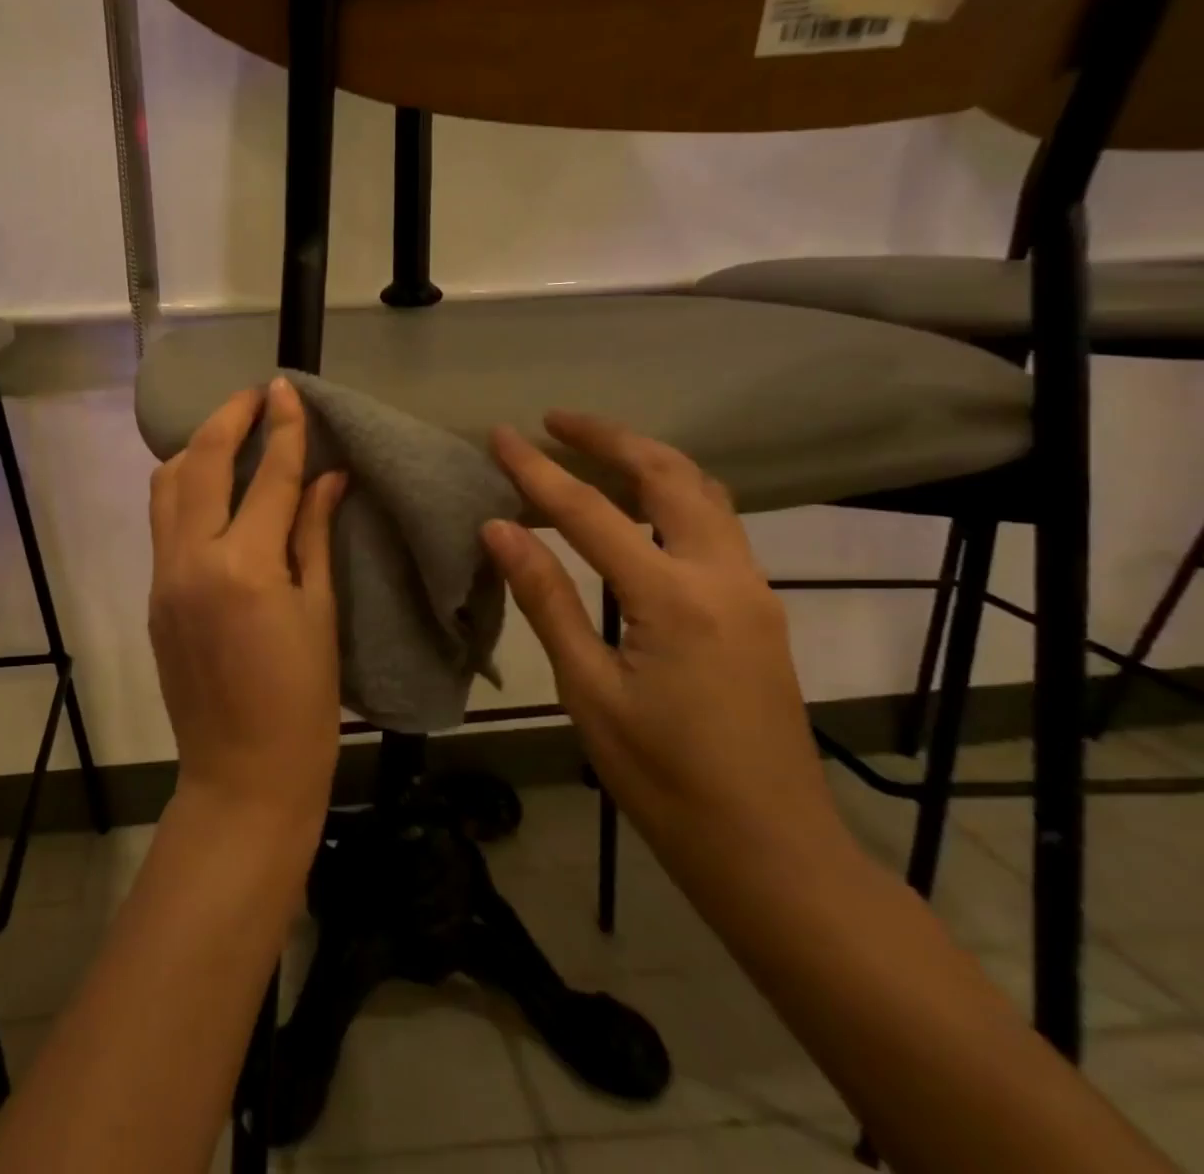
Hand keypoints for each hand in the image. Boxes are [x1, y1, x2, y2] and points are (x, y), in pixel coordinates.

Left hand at [148, 379, 348, 829]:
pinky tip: (213, 487)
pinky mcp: (153, 594)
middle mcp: (192, 559)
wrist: (242, 776)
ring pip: (167, 486)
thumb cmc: (302, 703)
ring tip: (231, 433)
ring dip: (197, 448)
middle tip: (256, 395)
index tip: (287, 387)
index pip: (268, 475)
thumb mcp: (320, 612)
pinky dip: (184, 488)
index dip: (282, 426)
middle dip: (228, 418)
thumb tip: (328, 476)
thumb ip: (314, 534)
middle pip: (201, 463)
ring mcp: (164, 576)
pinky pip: (163, 521)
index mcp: (245, 566)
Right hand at [481, 413, 844, 879]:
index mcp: (673, 600)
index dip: (537, 470)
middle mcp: (723, 577)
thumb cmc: (665, 778)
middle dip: (609, 438)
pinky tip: (639, 505)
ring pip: (703, 493)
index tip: (499, 435)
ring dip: (647, 459)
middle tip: (555, 421)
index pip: (589, 513)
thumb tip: (499, 529)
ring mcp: (751, 590)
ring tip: (594, 448)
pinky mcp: (759, 608)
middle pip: (668, 476)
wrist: (772, 849)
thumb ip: (546, 600)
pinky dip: (672, 493)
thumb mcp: (588, 690)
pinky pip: (715, 524)